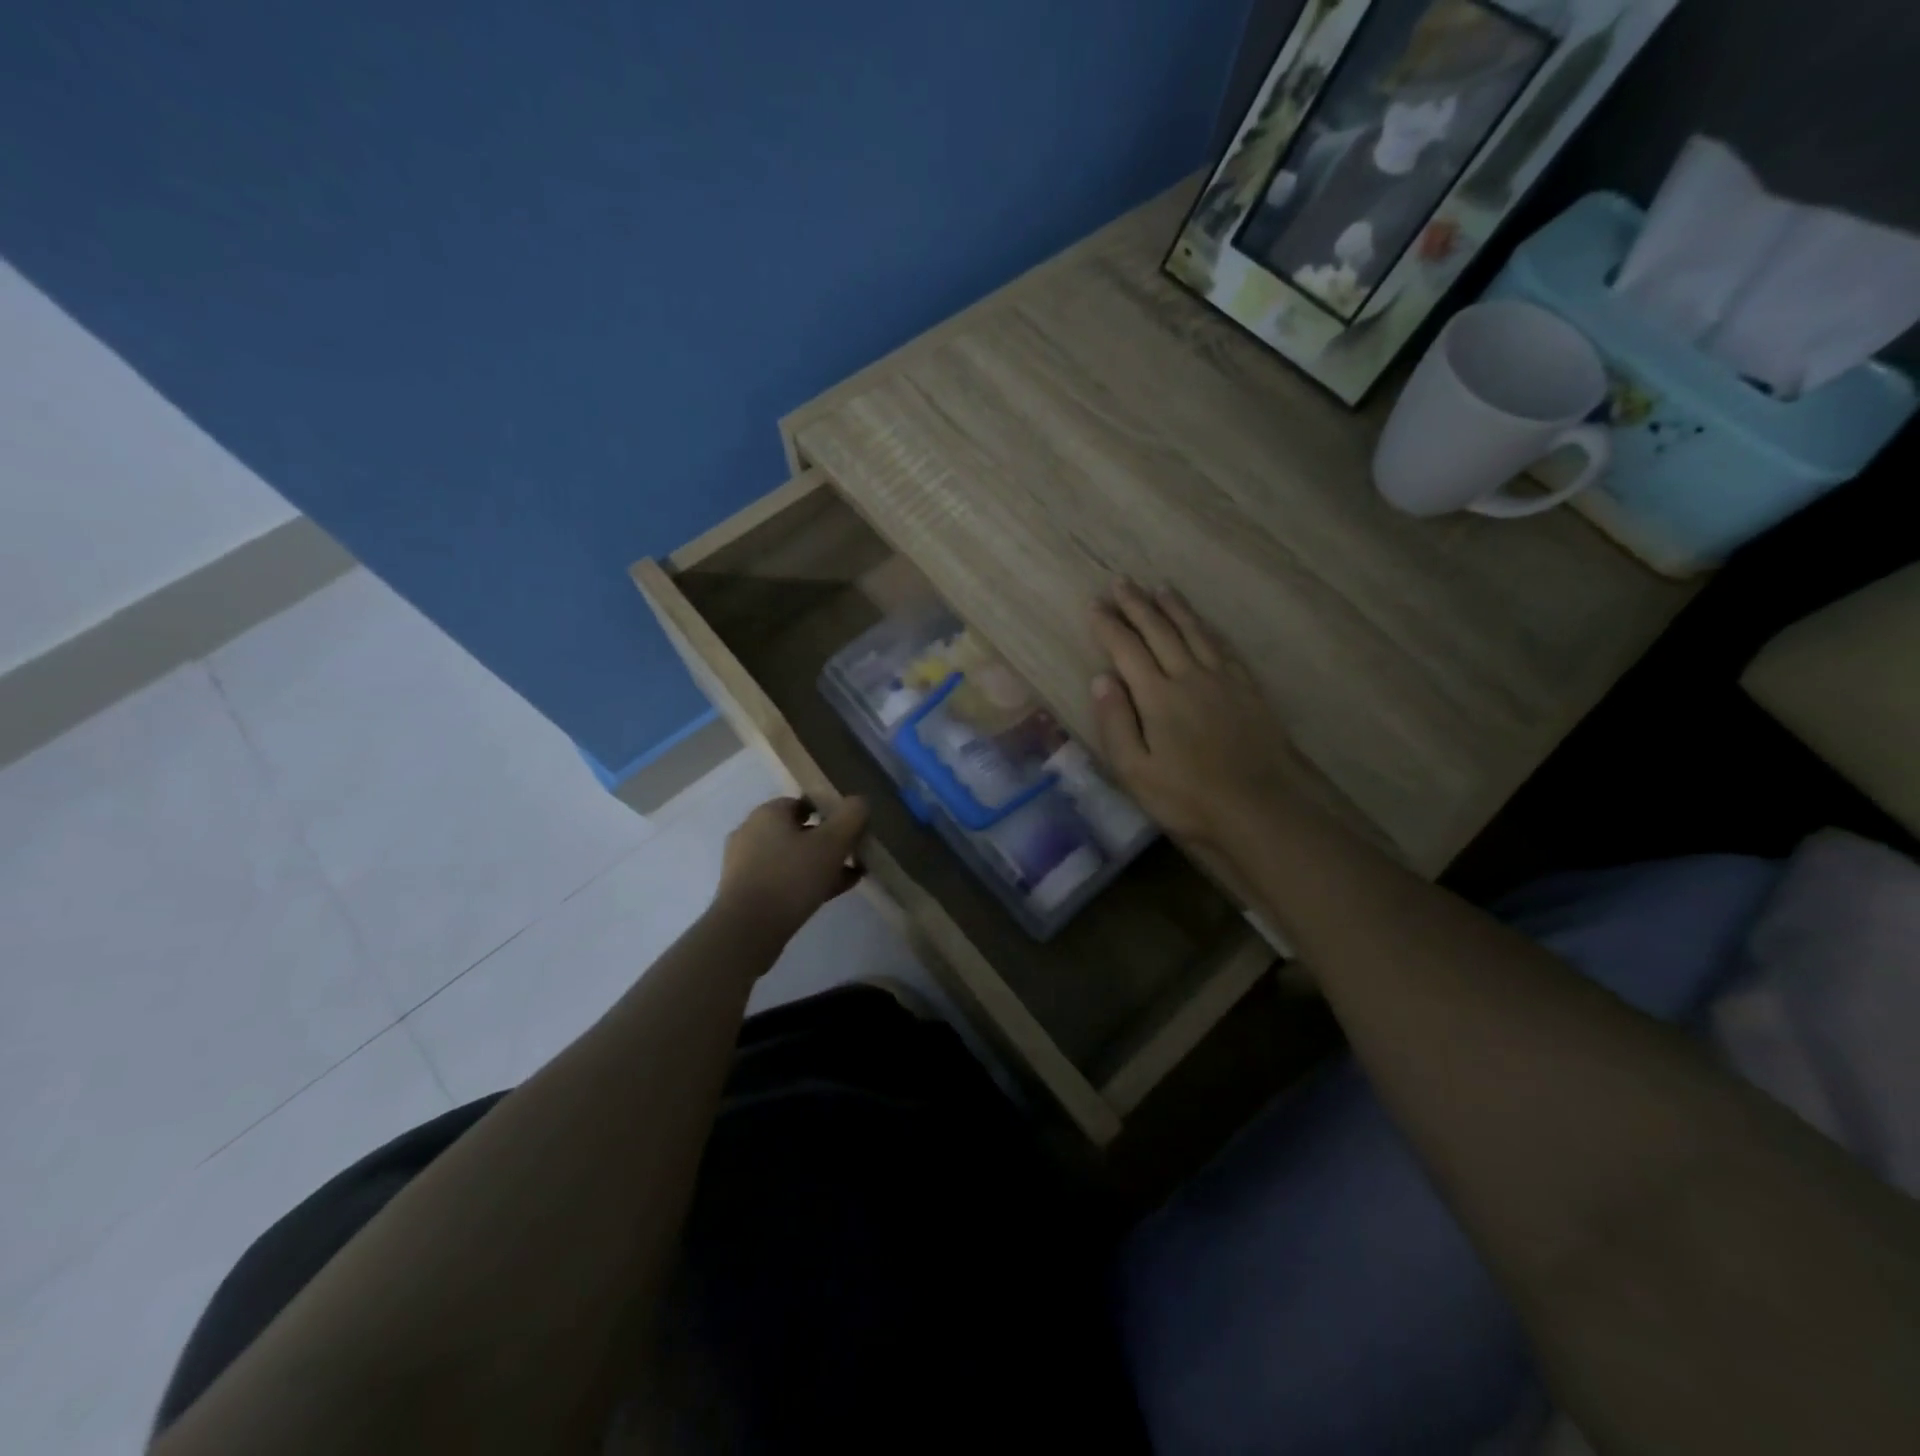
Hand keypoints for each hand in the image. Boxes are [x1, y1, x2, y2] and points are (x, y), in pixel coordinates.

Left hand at [714, 795, 869, 941]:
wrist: (747, 930)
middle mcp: (751, 832)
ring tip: (848, 877)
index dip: (830, 812)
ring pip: (792, 857)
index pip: (803, 802)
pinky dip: (805, 882)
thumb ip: (851, 817)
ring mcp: (744, 863)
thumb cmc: (791, 877)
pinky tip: (829, 894)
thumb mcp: (832, 843)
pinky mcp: (744, 891)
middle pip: (799, 831)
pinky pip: (782, 879)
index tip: (852, 829)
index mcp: (768, 813)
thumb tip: (860, 801)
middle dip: (828, 842)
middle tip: (853, 855)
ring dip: (820, 864)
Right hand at [1089, 580, 1303, 849]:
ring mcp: (1223, 680)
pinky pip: (1224, 647)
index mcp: (1157, 696)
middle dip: (1137, 605)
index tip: (1094, 604)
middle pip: (1159, 631)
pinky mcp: (1248, 690)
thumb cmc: (1187, 798)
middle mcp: (1189, 676)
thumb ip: (1116, 722)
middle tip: (1121, 582)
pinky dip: (1207, 629)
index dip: (1108, 625)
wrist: (1258, 809)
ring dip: (1174, 608)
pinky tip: (1203, 624)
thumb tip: (1101, 678)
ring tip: (1159, 588)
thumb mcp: (1135, 770)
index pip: (1126, 649)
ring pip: (1194, 632)